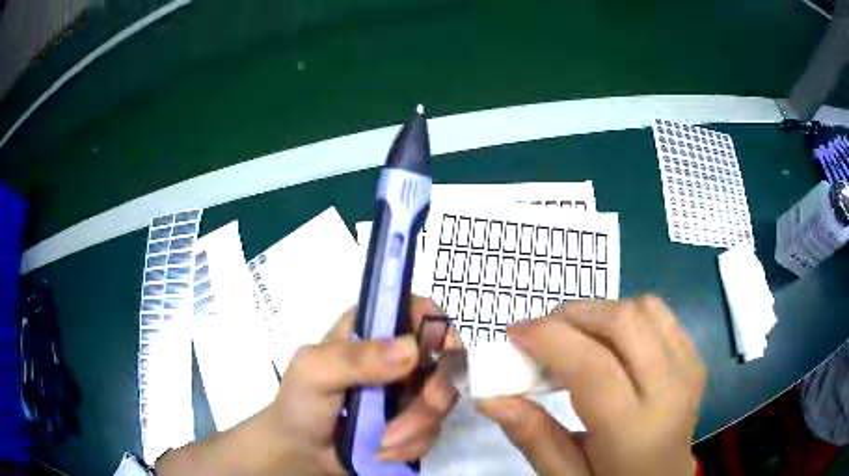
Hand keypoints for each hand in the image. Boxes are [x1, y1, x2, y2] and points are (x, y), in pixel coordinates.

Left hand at [156, 296, 459, 474]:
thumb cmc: (300, 404)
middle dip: (430, 397)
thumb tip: (413, 349)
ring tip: (380, 443)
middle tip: (405, 422)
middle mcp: (400, 356)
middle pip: (445, 359)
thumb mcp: (313, 371)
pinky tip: (382, 451)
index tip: (436, 355)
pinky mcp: (416, 422)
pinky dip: (411, 446)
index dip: (436, 326)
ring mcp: (411, 391)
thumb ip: (354, 357)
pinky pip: (434, 431)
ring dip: (415, 429)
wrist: (302, 452)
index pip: (419, 309)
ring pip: (443, 401)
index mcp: (373, 330)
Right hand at [477, 295, 705, 475]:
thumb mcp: (565, 475)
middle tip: (540, 335)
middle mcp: (671, 389)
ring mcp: (689, 366)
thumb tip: (489, 396)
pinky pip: (659, 315)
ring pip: (643, 308)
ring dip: (600, 313)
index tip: (514, 333)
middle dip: (573, 316)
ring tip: (573, 338)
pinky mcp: (693, 355)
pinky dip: (625, 316)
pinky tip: (607, 343)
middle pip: (624, 322)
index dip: (550, 339)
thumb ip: (532, 436)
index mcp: (635, 431)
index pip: (594, 367)